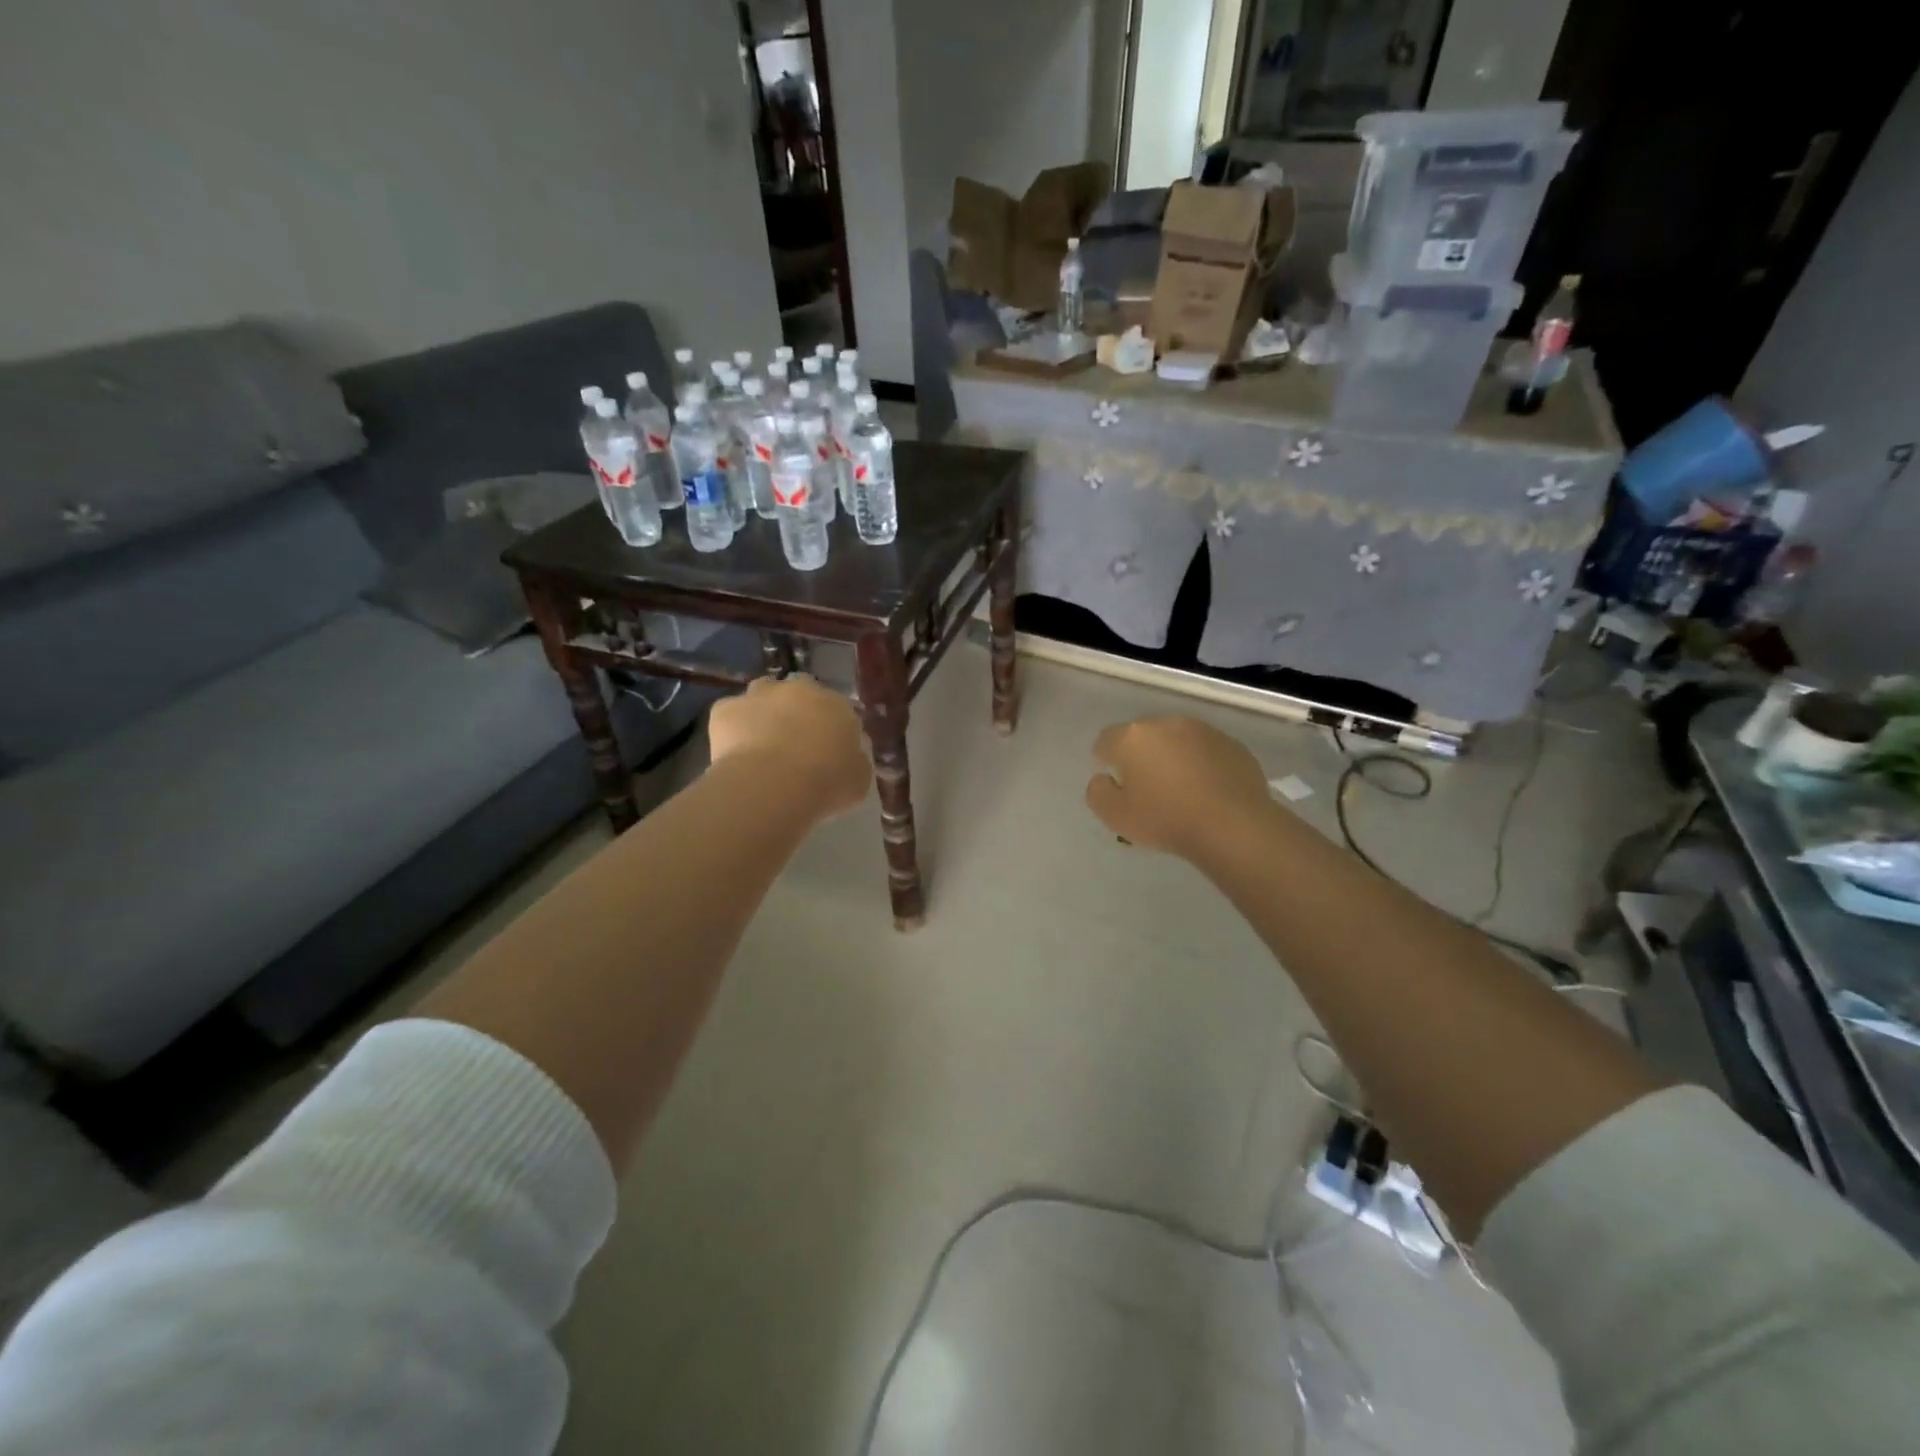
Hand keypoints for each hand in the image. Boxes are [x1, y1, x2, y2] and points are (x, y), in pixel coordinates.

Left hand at [709, 675, 870, 821]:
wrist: (773, 784)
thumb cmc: (826, 783)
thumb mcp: (858, 779)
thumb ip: (855, 761)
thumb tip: (850, 756)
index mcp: (837, 705)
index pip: (838, 709)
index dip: (831, 728)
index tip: (827, 750)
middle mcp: (800, 690)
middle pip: (800, 692)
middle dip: (798, 711)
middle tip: (794, 743)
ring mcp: (760, 695)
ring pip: (763, 693)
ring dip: (764, 710)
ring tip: (762, 743)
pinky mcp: (726, 708)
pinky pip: (731, 713)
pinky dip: (733, 727)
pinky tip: (735, 753)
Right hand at [1085, 716, 1272, 859]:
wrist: (1233, 825)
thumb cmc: (1165, 819)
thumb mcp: (1114, 816)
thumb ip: (1098, 792)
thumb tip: (1104, 778)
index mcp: (1132, 737)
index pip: (1106, 740)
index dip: (1106, 759)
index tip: (1114, 782)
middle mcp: (1166, 724)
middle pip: (1143, 736)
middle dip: (1140, 755)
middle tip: (1146, 787)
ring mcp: (1203, 731)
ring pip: (1176, 741)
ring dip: (1172, 757)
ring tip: (1179, 789)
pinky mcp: (1232, 745)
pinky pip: (1206, 751)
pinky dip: (1201, 765)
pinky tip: (1207, 791)